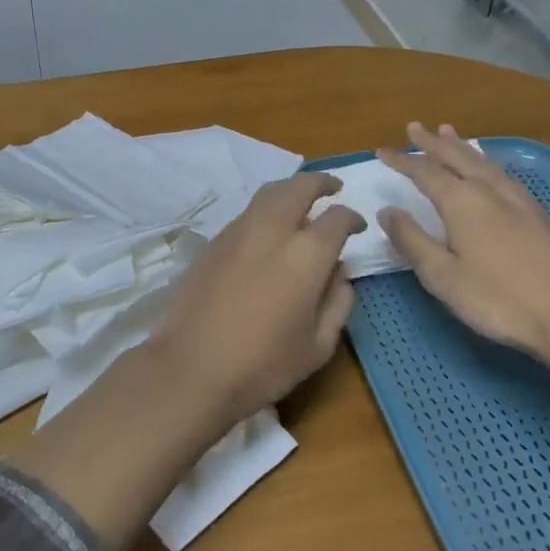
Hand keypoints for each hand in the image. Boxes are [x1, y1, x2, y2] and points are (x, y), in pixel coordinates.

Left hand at [149, 172, 363, 425]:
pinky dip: (265, 210)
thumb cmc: (263, 365)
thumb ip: (338, 303)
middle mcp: (272, 231)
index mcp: (306, 255)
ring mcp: (238, 232)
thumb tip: (340, 273)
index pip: (336, 219)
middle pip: (299, 187)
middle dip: (320, 183)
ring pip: (268, 194)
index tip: (358, 225)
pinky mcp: (213, 242)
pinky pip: (246, 214)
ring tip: (300, 201)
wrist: (191, 367)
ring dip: (290, 190)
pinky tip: (268, 231)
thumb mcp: (318, 346)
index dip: (352, 218)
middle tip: (332, 188)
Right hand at [378, 123, 549, 357]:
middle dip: (433, 142)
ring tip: (449, 132)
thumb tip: (387, 211)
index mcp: (462, 202)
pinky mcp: (542, 216)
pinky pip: (504, 175)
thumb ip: (412, 241)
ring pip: (485, 163)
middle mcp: (491, 191)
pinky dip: (487, 163)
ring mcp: (521, 201)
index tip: (381, 151)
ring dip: (463, 147)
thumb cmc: (499, 300)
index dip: (402, 161)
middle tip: (415, 127)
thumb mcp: (443, 276)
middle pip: (457, 157)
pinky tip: (491, 171)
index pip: (425, 172)